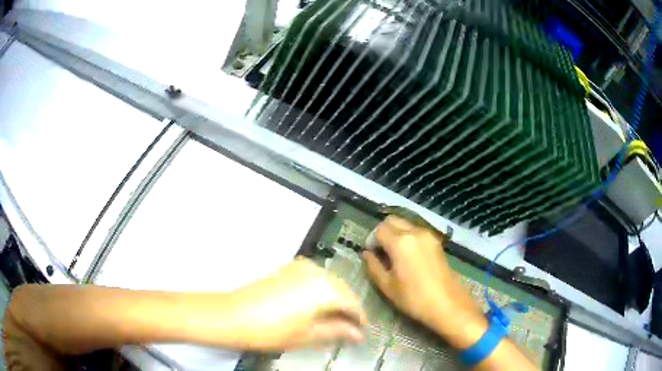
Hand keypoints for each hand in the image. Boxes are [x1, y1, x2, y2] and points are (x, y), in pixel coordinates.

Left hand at [228, 257, 367, 350]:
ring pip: (329, 282)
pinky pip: (315, 278)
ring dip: (335, 299)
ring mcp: (301, 267)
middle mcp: (316, 272)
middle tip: (349, 328)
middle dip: (349, 308)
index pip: (353, 303)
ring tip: (334, 319)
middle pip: (343, 290)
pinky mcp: (288, 269)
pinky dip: (321, 291)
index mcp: (325, 288)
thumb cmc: (273, 330)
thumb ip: (338, 331)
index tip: (362, 332)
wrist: (233, 316)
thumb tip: (358, 333)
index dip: (360, 319)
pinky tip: (317, 306)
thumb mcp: (309, 335)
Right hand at [362, 216, 487, 348]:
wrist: (447, 304)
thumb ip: (373, 266)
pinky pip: (417, 231)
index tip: (372, 256)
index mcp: (400, 242)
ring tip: (395, 255)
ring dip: (396, 233)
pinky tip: (409, 256)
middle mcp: (415, 231)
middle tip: (381, 252)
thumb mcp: (388, 286)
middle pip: (392, 220)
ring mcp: (429, 235)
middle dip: (383, 232)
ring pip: (406, 224)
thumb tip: (366, 254)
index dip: (372, 241)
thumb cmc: (414, 298)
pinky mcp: (437, 241)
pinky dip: (408, 236)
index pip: (379, 230)